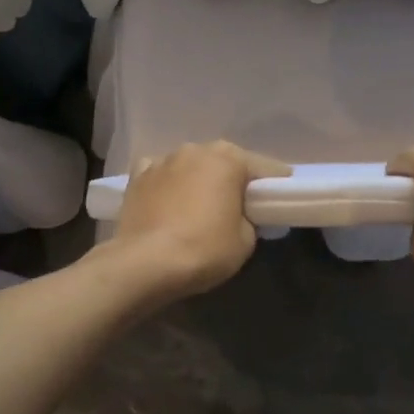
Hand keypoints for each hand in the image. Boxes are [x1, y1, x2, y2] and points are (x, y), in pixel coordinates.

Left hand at [107, 141, 290, 303]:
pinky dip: (167, 185)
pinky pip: (160, 175)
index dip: (275, 188)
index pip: (266, 168)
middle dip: (233, 181)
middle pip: (225, 162)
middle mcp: (195, 149)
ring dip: (199, 181)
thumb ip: (249, 218)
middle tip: (238, 209)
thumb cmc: (204, 249)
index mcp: (229, 157)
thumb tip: (240, 215)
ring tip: (198, 209)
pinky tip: (167, 204)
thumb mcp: (246, 240)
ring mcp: (162, 160)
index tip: (277, 205)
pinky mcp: (136, 177)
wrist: (144, 264)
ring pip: (191, 166)